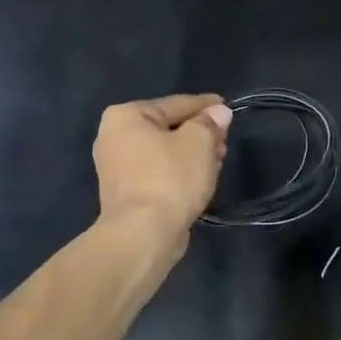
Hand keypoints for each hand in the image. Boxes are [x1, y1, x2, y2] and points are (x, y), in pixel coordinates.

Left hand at [94, 94, 233, 234]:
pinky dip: (179, 172)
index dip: (205, 106)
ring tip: (218, 160)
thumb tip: (219, 112)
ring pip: (165, 152)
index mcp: (126, 116)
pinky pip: (158, 172)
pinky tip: (201, 178)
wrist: (142, 235)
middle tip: (225, 140)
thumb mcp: (199, 142)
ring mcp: (117, 168)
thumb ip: (210, 123)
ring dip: (192, 154)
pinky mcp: (126, 193)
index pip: (175, 104)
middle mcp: (114, 137)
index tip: (226, 107)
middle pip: (168, 128)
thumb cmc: (170, 179)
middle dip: (199, 133)